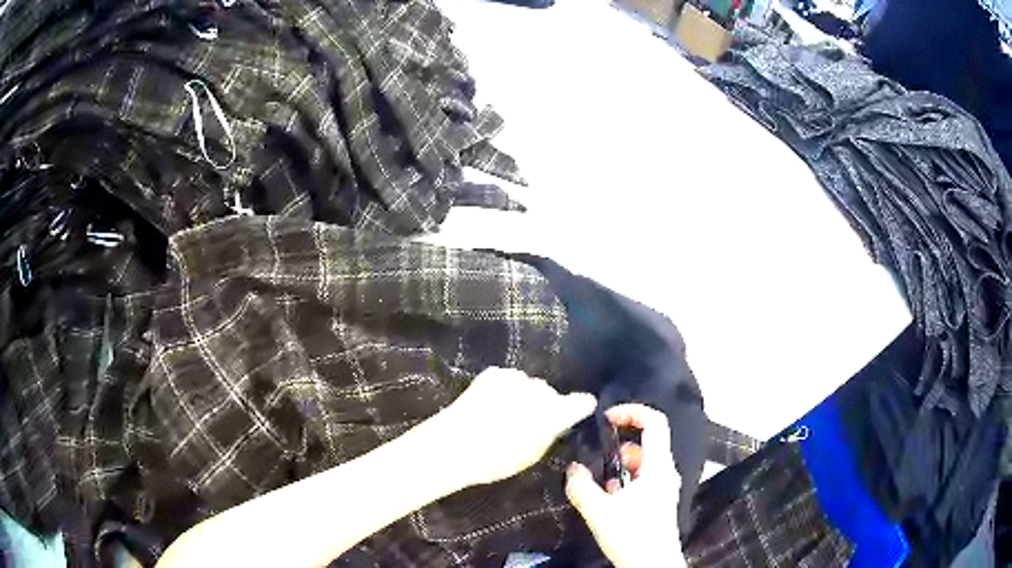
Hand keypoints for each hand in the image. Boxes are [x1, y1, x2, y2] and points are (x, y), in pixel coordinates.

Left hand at [435, 367, 595, 486]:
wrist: (455, 444)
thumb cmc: (496, 459)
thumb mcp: (531, 455)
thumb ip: (549, 434)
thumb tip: (555, 423)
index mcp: (554, 414)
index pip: (582, 402)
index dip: (581, 406)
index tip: (580, 409)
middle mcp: (540, 391)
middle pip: (550, 393)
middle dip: (543, 404)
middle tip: (526, 423)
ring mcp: (516, 378)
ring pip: (528, 385)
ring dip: (522, 395)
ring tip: (504, 414)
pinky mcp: (494, 373)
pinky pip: (507, 380)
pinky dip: (503, 388)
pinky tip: (490, 404)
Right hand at [565, 404, 685, 567]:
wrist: (652, 565)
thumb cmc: (631, 535)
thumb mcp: (599, 511)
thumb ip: (581, 486)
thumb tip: (573, 468)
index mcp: (658, 466)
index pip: (655, 422)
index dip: (632, 411)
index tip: (606, 418)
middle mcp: (665, 471)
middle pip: (646, 442)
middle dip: (619, 446)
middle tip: (597, 459)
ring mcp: (664, 487)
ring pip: (643, 463)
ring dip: (620, 466)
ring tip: (600, 483)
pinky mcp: (660, 501)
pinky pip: (643, 479)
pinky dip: (626, 480)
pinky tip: (609, 499)